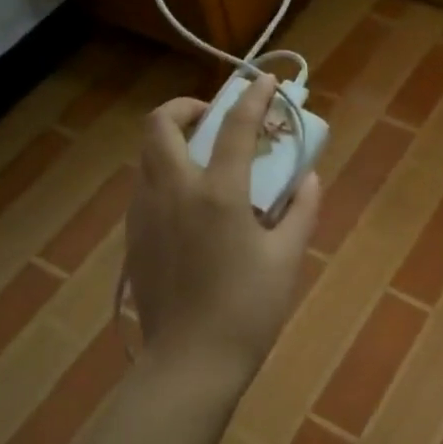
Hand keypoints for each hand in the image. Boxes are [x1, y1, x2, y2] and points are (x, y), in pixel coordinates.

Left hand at [125, 74, 321, 383]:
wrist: (190, 363)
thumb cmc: (248, 311)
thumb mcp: (288, 258)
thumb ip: (301, 209)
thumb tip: (308, 176)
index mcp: (218, 194)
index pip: (236, 127)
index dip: (254, 97)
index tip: (265, 80)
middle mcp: (173, 192)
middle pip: (160, 124)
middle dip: (187, 107)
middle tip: (215, 118)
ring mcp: (146, 213)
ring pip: (146, 154)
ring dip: (172, 140)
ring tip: (203, 157)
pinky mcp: (134, 236)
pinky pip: (143, 186)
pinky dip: (164, 173)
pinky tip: (189, 202)